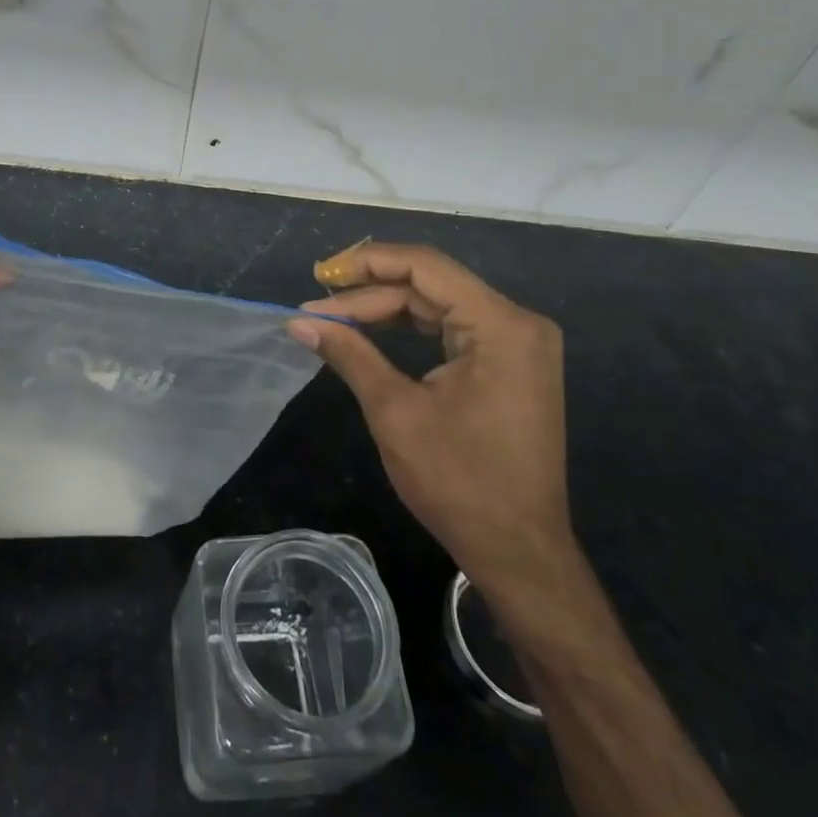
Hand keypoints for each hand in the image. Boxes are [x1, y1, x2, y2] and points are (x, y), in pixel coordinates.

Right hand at [290, 242, 574, 599]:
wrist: (519, 552)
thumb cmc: (459, 482)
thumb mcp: (395, 411)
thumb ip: (349, 353)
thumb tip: (298, 321)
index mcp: (500, 325)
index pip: (424, 267)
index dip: (367, 264)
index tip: (319, 277)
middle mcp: (517, 322)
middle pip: (430, 285)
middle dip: (369, 295)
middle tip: (315, 312)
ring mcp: (518, 344)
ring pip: (438, 305)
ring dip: (385, 311)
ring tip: (333, 320)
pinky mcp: (511, 364)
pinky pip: (453, 329)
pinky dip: (410, 329)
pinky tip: (371, 333)